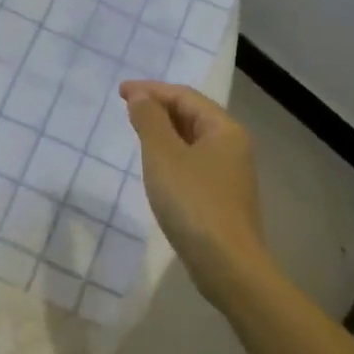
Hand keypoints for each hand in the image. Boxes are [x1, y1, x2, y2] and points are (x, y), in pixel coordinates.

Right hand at [120, 81, 272, 303]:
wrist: (226, 264)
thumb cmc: (193, 202)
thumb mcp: (164, 156)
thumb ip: (150, 121)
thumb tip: (141, 95)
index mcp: (224, 129)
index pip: (185, 96)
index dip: (151, 90)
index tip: (120, 91)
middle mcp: (233, 146)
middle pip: (193, 115)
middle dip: (159, 108)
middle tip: (127, 109)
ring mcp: (231, 174)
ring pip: (194, 141)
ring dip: (165, 132)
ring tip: (138, 134)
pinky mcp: (223, 199)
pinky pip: (194, 164)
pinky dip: (173, 156)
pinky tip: (157, 169)